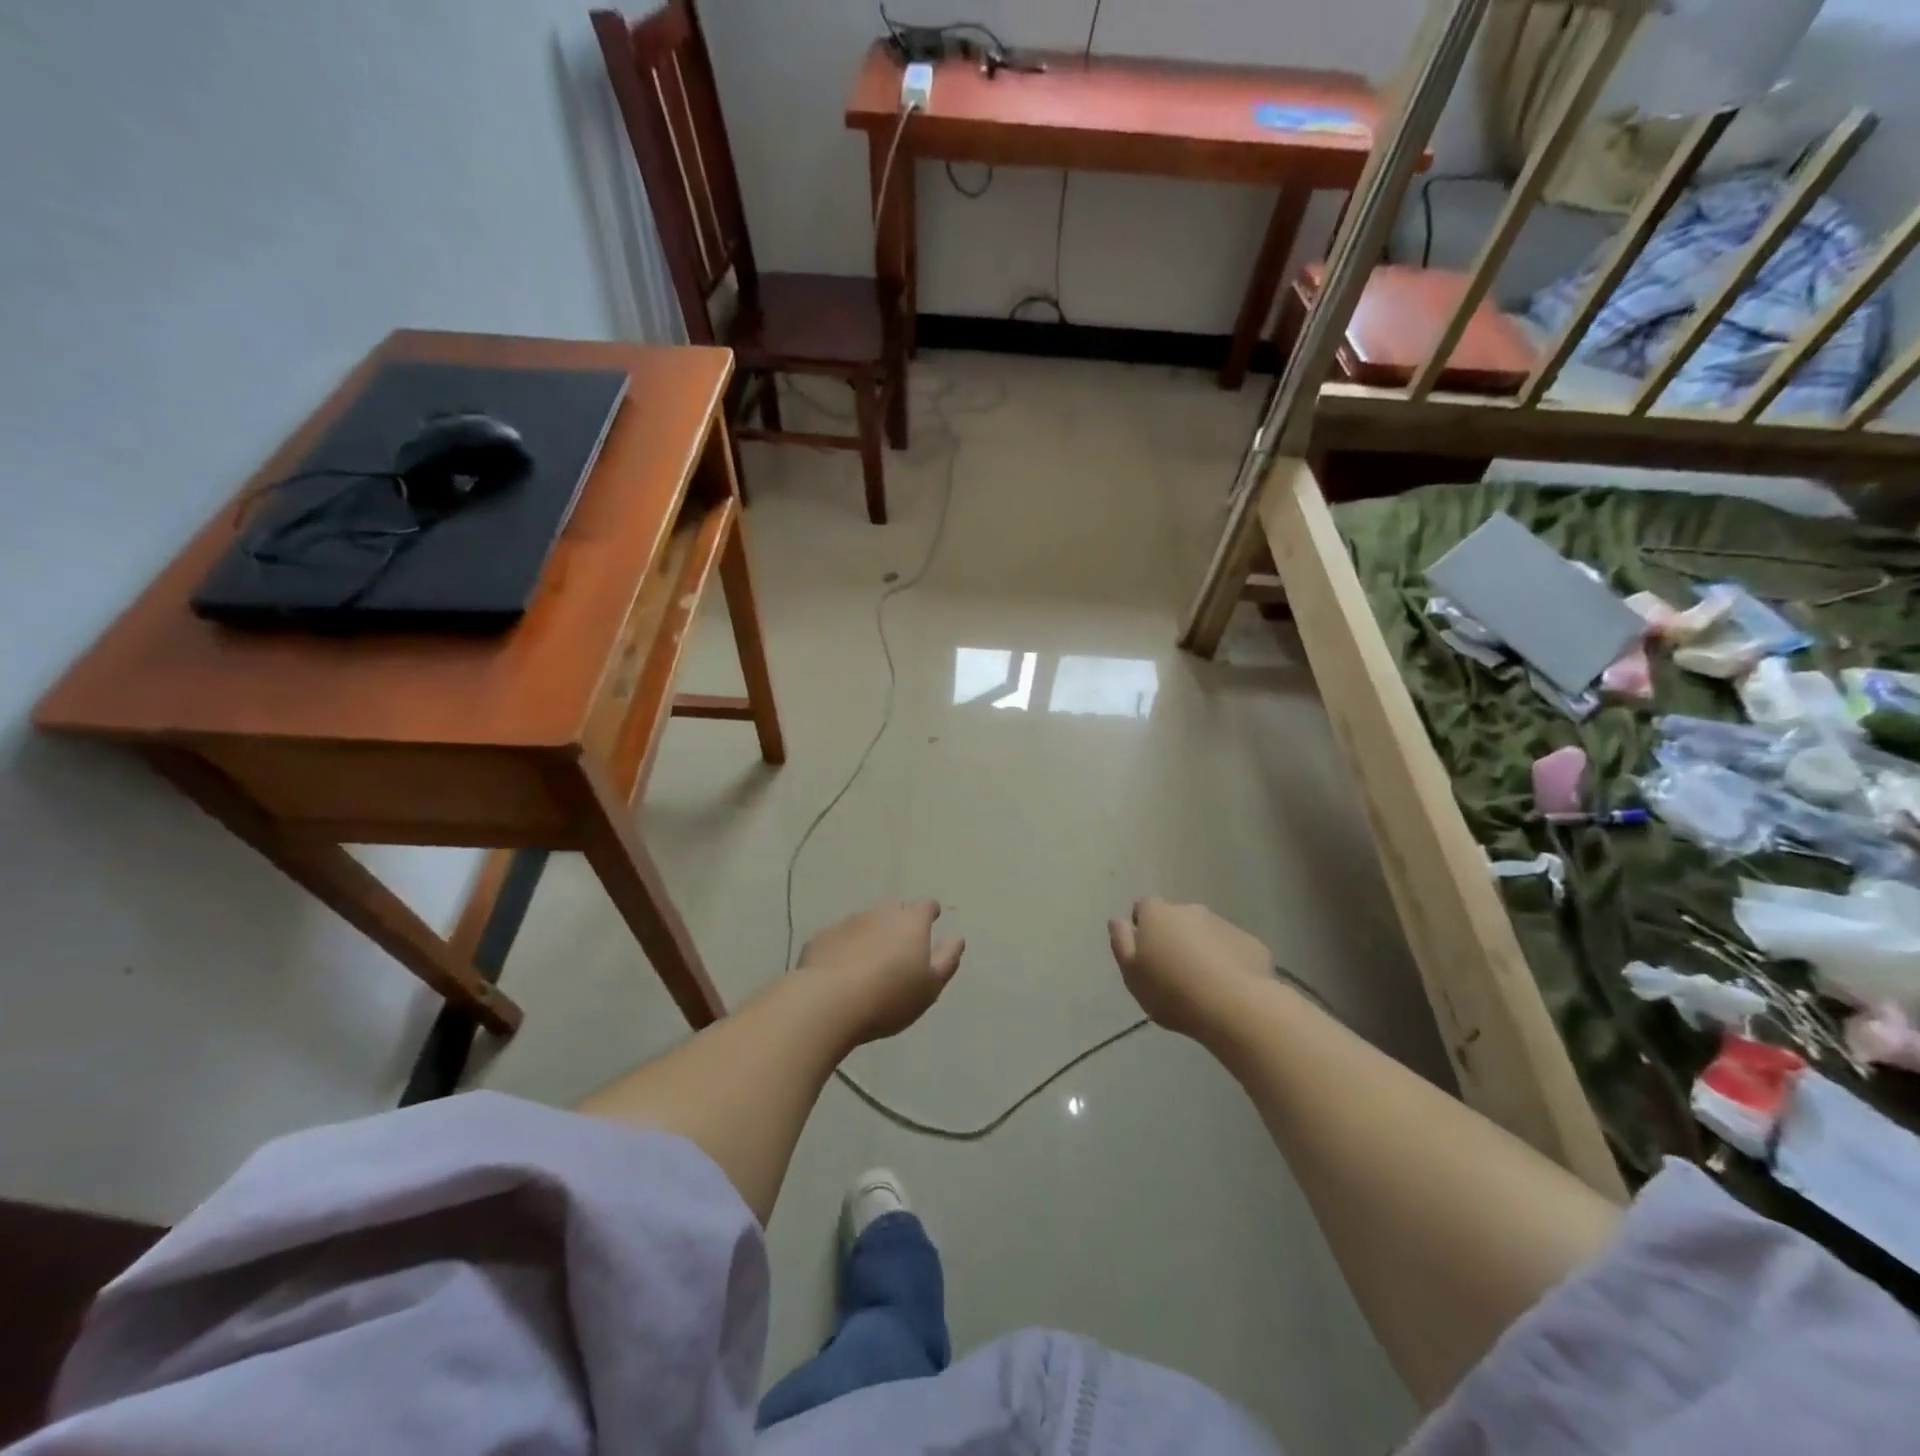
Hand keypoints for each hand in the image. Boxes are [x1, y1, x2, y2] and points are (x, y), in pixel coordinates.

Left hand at [796, 900, 964, 1044]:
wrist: (829, 1002)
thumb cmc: (890, 996)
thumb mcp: (930, 986)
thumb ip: (947, 960)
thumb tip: (957, 938)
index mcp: (911, 922)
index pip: (926, 906)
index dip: (930, 913)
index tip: (931, 920)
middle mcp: (880, 913)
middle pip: (894, 910)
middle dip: (898, 923)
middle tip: (899, 947)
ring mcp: (848, 922)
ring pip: (864, 923)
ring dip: (869, 935)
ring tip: (868, 963)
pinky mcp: (821, 937)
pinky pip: (839, 938)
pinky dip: (844, 948)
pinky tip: (840, 970)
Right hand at [1109, 897, 1273, 1040]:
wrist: (1235, 1006)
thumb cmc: (1172, 991)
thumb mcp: (1132, 973)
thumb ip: (1121, 943)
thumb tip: (1117, 920)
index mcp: (1158, 914)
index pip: (1144, 906)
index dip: (1143, 926)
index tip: (1146, 952)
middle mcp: (1190, 910)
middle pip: (1176, 919)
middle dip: (1174, 938)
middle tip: (1174, 973)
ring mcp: (1224, 924)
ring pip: (1206, 933)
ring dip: (1202, 949)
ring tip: (1204, 985)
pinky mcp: (1251, 944)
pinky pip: (1233, 949)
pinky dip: (1229, 962)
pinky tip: (1229, 989)